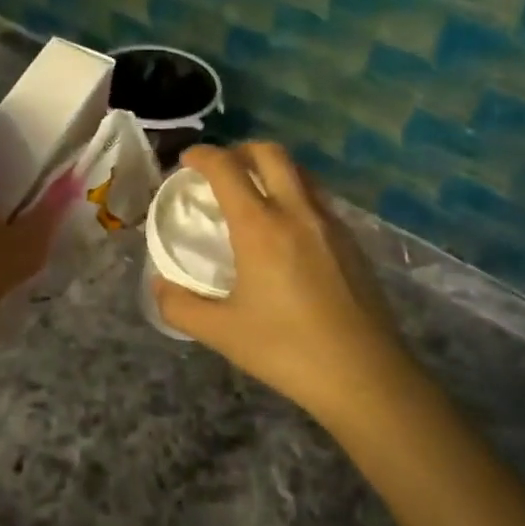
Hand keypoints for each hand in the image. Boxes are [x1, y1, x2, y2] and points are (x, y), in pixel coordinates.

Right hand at [152, 143, 411, 427]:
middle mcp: (297, 212)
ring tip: (252, 193)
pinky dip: (294, 193)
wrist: (365, 375)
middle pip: (270, 153)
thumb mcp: (222, 333)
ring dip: (271, 168)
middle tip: (220, 170)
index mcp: (261, 227)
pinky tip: (286, 229)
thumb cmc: (287, 350)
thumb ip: (181, 305)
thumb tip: (159, 285)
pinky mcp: (351, 241)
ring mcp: (330, 223)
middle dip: (240, 150)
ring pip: (300, 172)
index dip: (203, 155)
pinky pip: (317, 198)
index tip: (187, 161)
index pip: (227, 168)